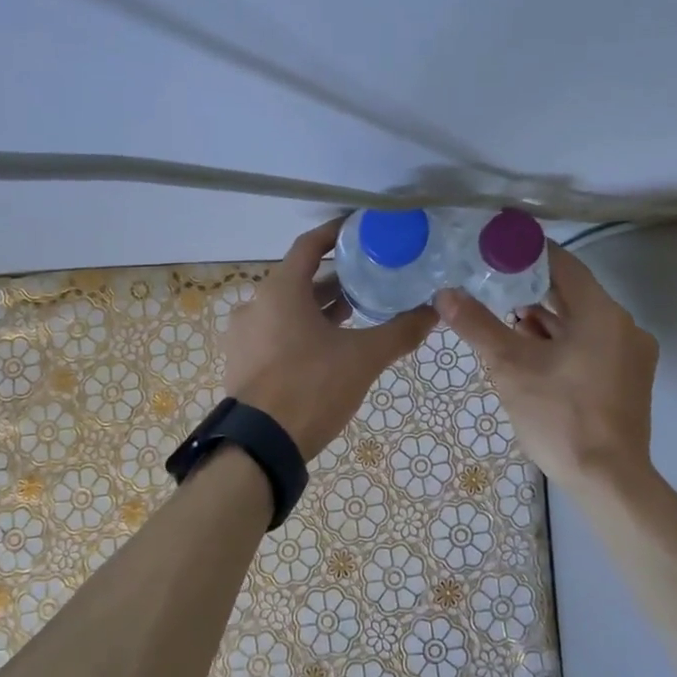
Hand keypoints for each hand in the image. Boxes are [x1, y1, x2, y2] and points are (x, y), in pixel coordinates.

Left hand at [224, 220, 437, 460]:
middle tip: (369, 278)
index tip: (362, 230)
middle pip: (299, 279)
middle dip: (334, 278)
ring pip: (286, 308)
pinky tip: (328, 347)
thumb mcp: (363, 358)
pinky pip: (275, 332)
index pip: (309, 245)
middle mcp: (256, 305)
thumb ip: (400, 331)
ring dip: (318, 307)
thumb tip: (434, 311)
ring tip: (355, 313)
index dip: (336, 233)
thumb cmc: (311, 387)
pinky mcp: (242, 361)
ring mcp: (244, 335)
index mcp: (280, 290)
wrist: (261, 446)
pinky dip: (301, 329)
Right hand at [434, 243, 658, 487]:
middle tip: (490, 281)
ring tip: (503, 317)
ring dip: (545, 319)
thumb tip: (444, 294)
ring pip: (581, 322)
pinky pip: (590, 345)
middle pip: (572, 294)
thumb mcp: (510, 367)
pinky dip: (561, 342)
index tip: (496, 248)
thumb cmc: (560, 416)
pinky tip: (530, 350)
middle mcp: (623, 326)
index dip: (528, 253)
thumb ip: (478, 325)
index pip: (563, 264)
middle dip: (531, 289)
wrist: (608, 480)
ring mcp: (630, 354)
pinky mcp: (627, 379)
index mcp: (602, 314)